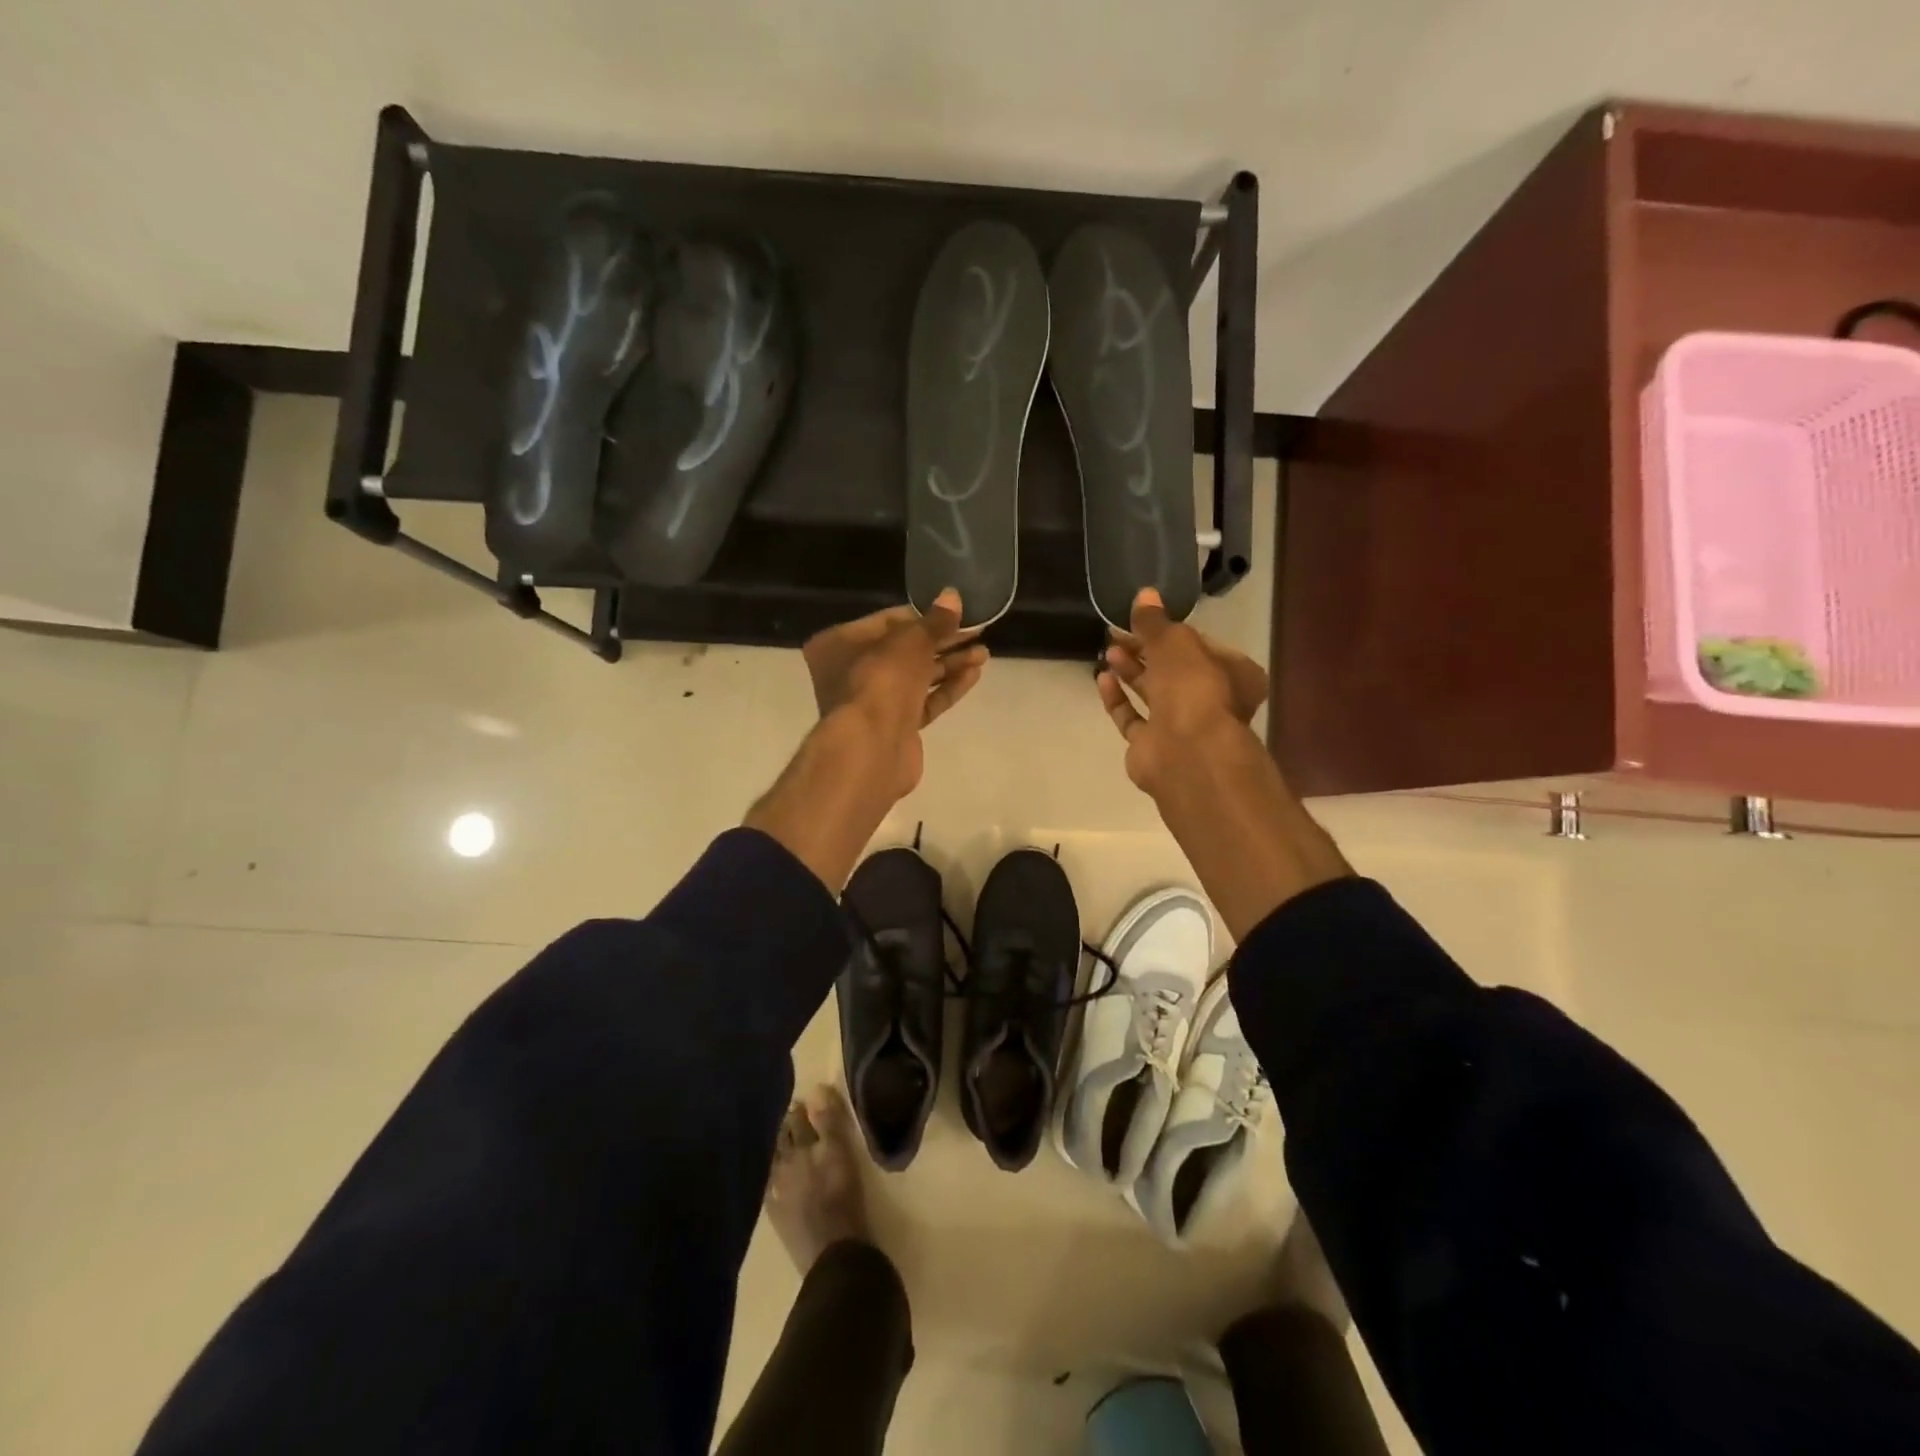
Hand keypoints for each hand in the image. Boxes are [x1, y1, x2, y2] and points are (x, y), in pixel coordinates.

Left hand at [801, 588, 986, 800]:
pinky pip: (923, 701)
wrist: (872, 748)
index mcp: (838, 645)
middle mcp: (850, 672)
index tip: (954, 611)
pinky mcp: (895, 727)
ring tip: (983, 653)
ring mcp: (873, 703)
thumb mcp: (910, 641)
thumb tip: (953, 596)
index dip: (923, 616)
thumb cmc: (880, 681)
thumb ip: (934, 621)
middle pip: (903, 650)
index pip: (886, 622)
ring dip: (949, 664)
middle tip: (977, 630)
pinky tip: (973, 674)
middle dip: (941, 640)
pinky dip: (946, 688)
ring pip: (916, 677)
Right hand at [1096, 587, 1268, 798]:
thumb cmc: (1193, 688)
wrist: (1186, 753)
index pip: (1200, 644)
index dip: (1171, 630)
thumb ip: (1155, 621)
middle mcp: (1211, 701)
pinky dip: (1118, 700)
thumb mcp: (1175, 642)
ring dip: (1131, 671)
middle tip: (1116, 631)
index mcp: (1234, 674)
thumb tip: (1144, 594)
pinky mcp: (1153, 747)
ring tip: (1108, 649)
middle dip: (1145, 649)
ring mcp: (1182, 727)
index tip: (1142, 618)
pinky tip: (1102, 679)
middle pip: (1174, 669)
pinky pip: (1133, 719)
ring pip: (1153, 693)